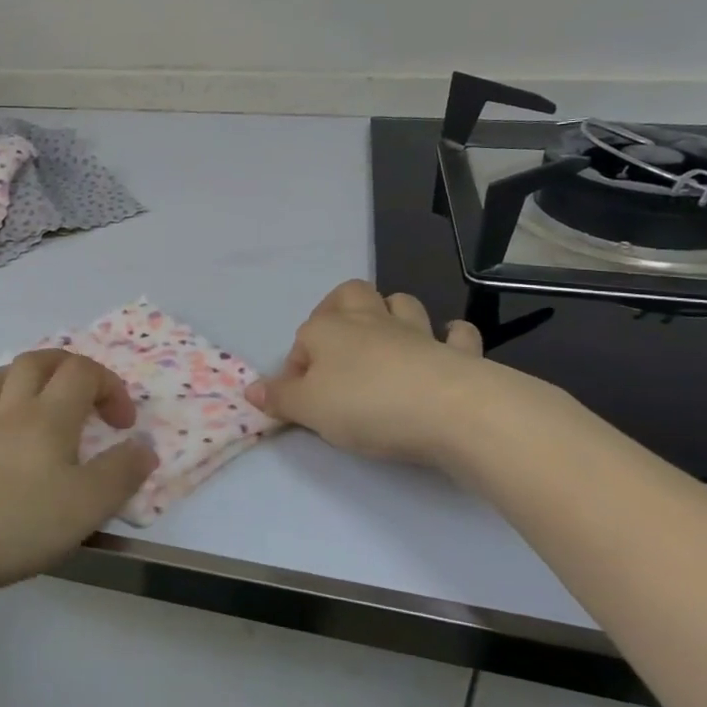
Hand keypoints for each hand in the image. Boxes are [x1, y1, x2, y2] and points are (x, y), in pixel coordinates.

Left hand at [0, 350, 158, 601]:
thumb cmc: (16, 523)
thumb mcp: (86, 506)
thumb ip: (121, 473)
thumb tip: (144, 446)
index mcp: (48, 417)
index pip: (83, 373)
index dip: (109, 386)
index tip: (122, 424)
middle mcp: (8, 409)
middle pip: (36, 361)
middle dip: (65, 366)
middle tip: (82, 392)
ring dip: (18, 378)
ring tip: (32, 402)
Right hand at [246, 279, 511, 469]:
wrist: (449, 410)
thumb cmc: (365, 405)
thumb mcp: (309, 409)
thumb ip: (280, 398)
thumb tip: (250, 389)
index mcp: (327, 330)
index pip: (301, 340)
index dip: (296, 369)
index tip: (299, 402)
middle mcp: (369, 321)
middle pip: (350, 295)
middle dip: (340, 309)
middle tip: (338, 344)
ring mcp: (416, 332)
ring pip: (400, 303)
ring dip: (392, 314)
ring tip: (387, 340)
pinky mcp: (456, 352)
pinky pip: (455, 334)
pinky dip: (450, 337)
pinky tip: (446, 346)